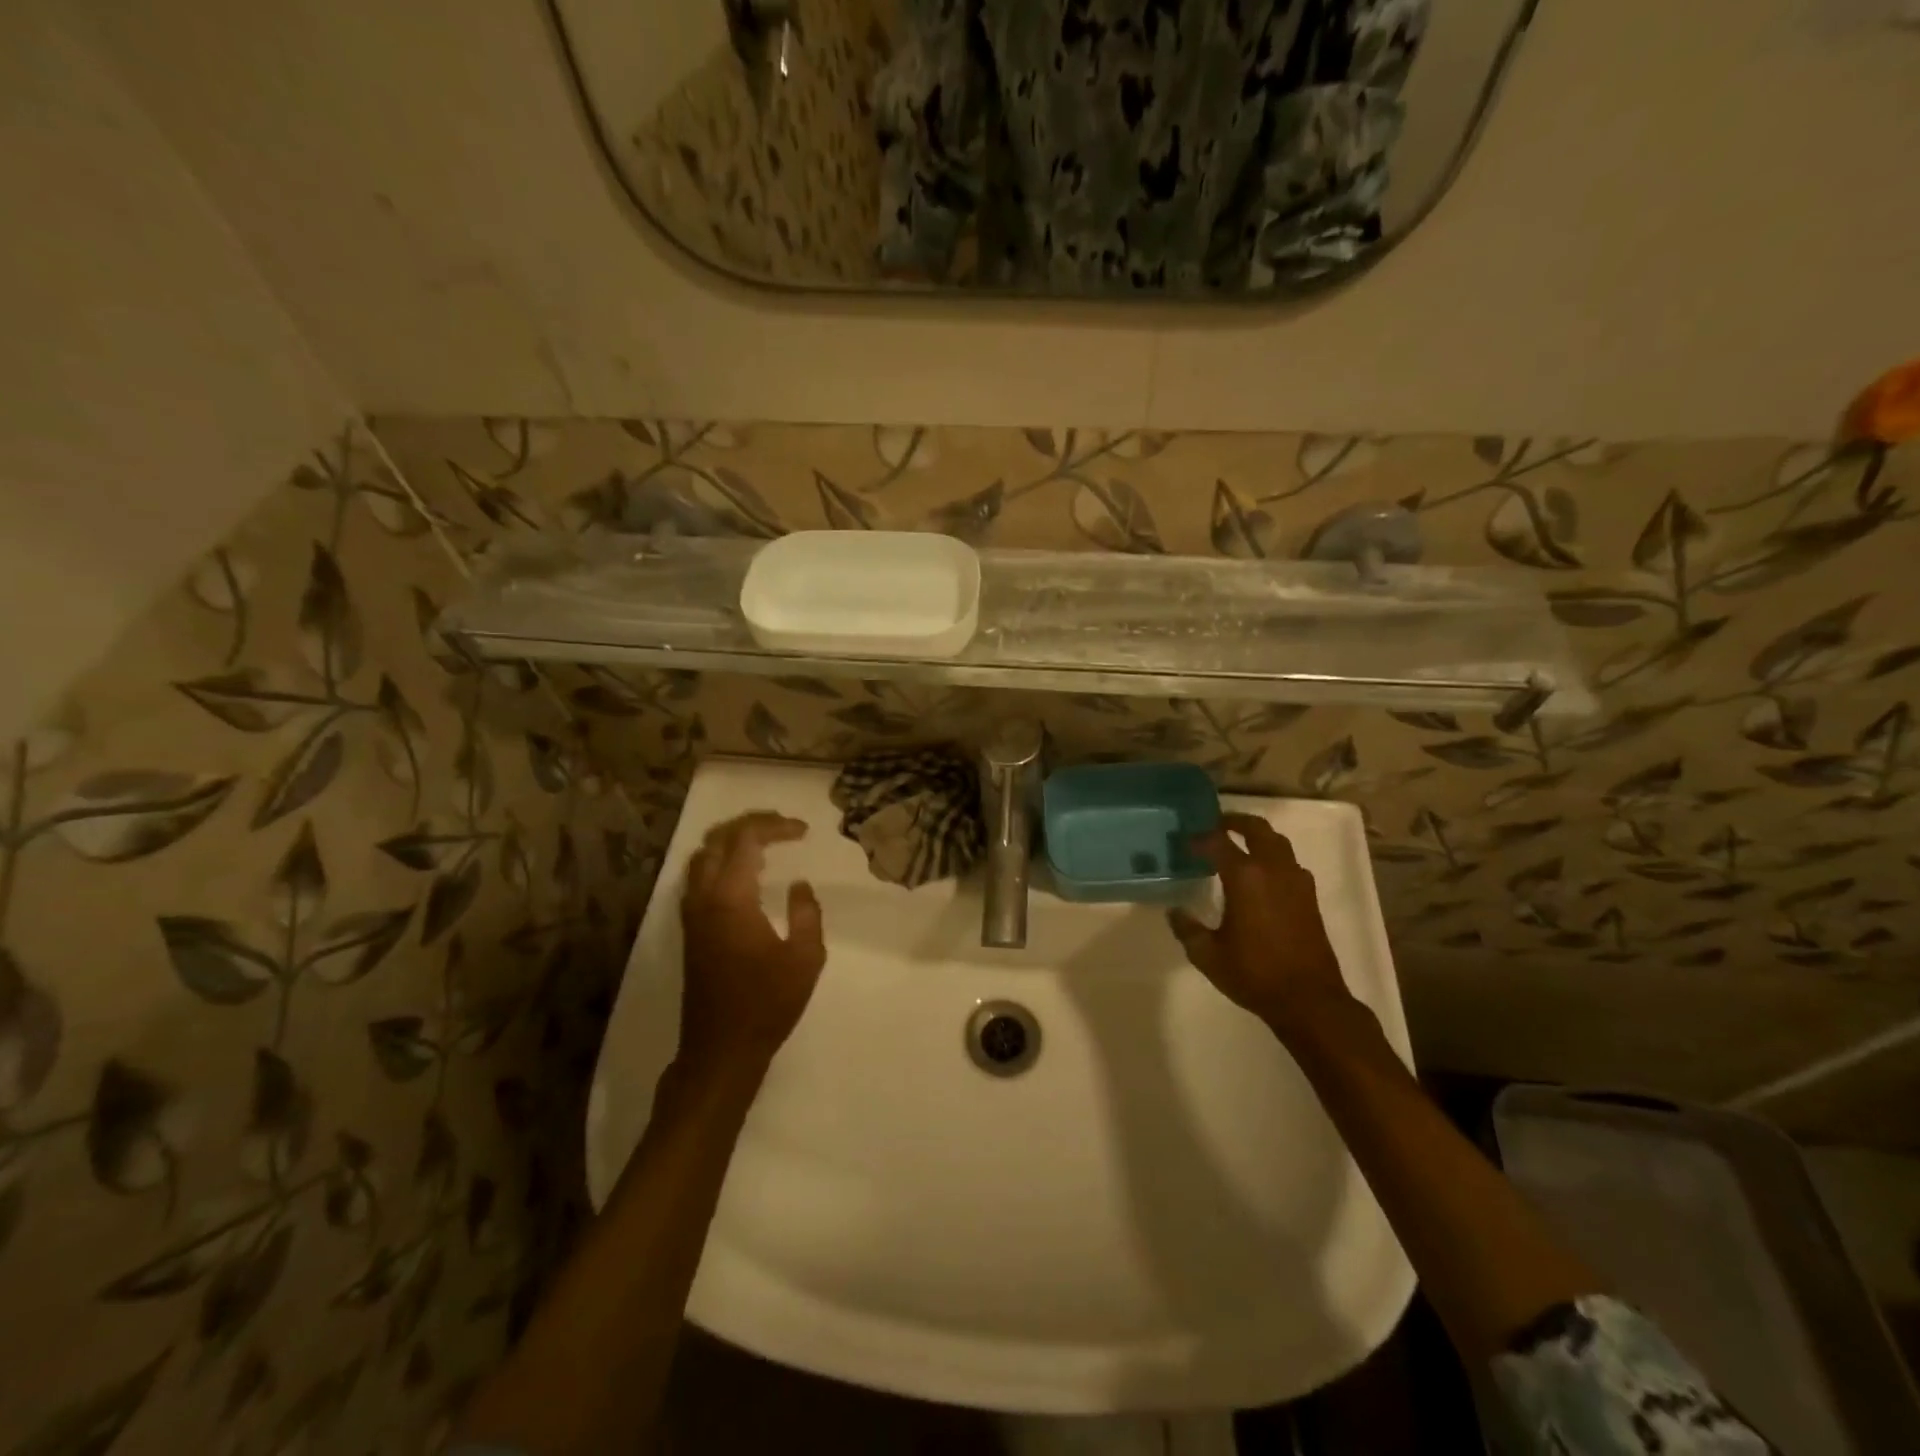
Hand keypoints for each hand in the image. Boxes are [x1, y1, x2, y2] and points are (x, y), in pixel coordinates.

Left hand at [678, 811, 825, 1081]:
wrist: (721, 1048)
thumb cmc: (768, 1003)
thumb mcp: (805, 957)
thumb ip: (807, 912)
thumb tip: (800, 885)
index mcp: (730, 898)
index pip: (745, 839)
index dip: (774, 825)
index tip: (804, 831)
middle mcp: (703, 898)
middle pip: (717, 839)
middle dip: (750, 824)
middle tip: (784, 828)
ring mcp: (692, 914)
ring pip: (702, 857)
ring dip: (732, 842)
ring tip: (766, 844)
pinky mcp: (690, 930)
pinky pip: (699, 878)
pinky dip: (721, 862)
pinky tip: (745, 875)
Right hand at [1169, 813, 1357, 1038]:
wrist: (1309, 1000)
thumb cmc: (1254, 974)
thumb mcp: (1208, 955)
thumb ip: (1187, 928)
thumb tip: (1175, 911)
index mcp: (1246, 877)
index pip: (1219, 841)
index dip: (1200, 837)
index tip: (1185, 841)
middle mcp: (1274, 870)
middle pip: (1257, 829)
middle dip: (1235, 822)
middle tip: (1216, 825)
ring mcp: (1297, 882)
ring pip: (1278, 843)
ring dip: (1257, 837)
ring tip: (1238, 846)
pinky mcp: (1310, 898)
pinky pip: (1289, 864)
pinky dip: (1272, 858)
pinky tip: (1260, 877)